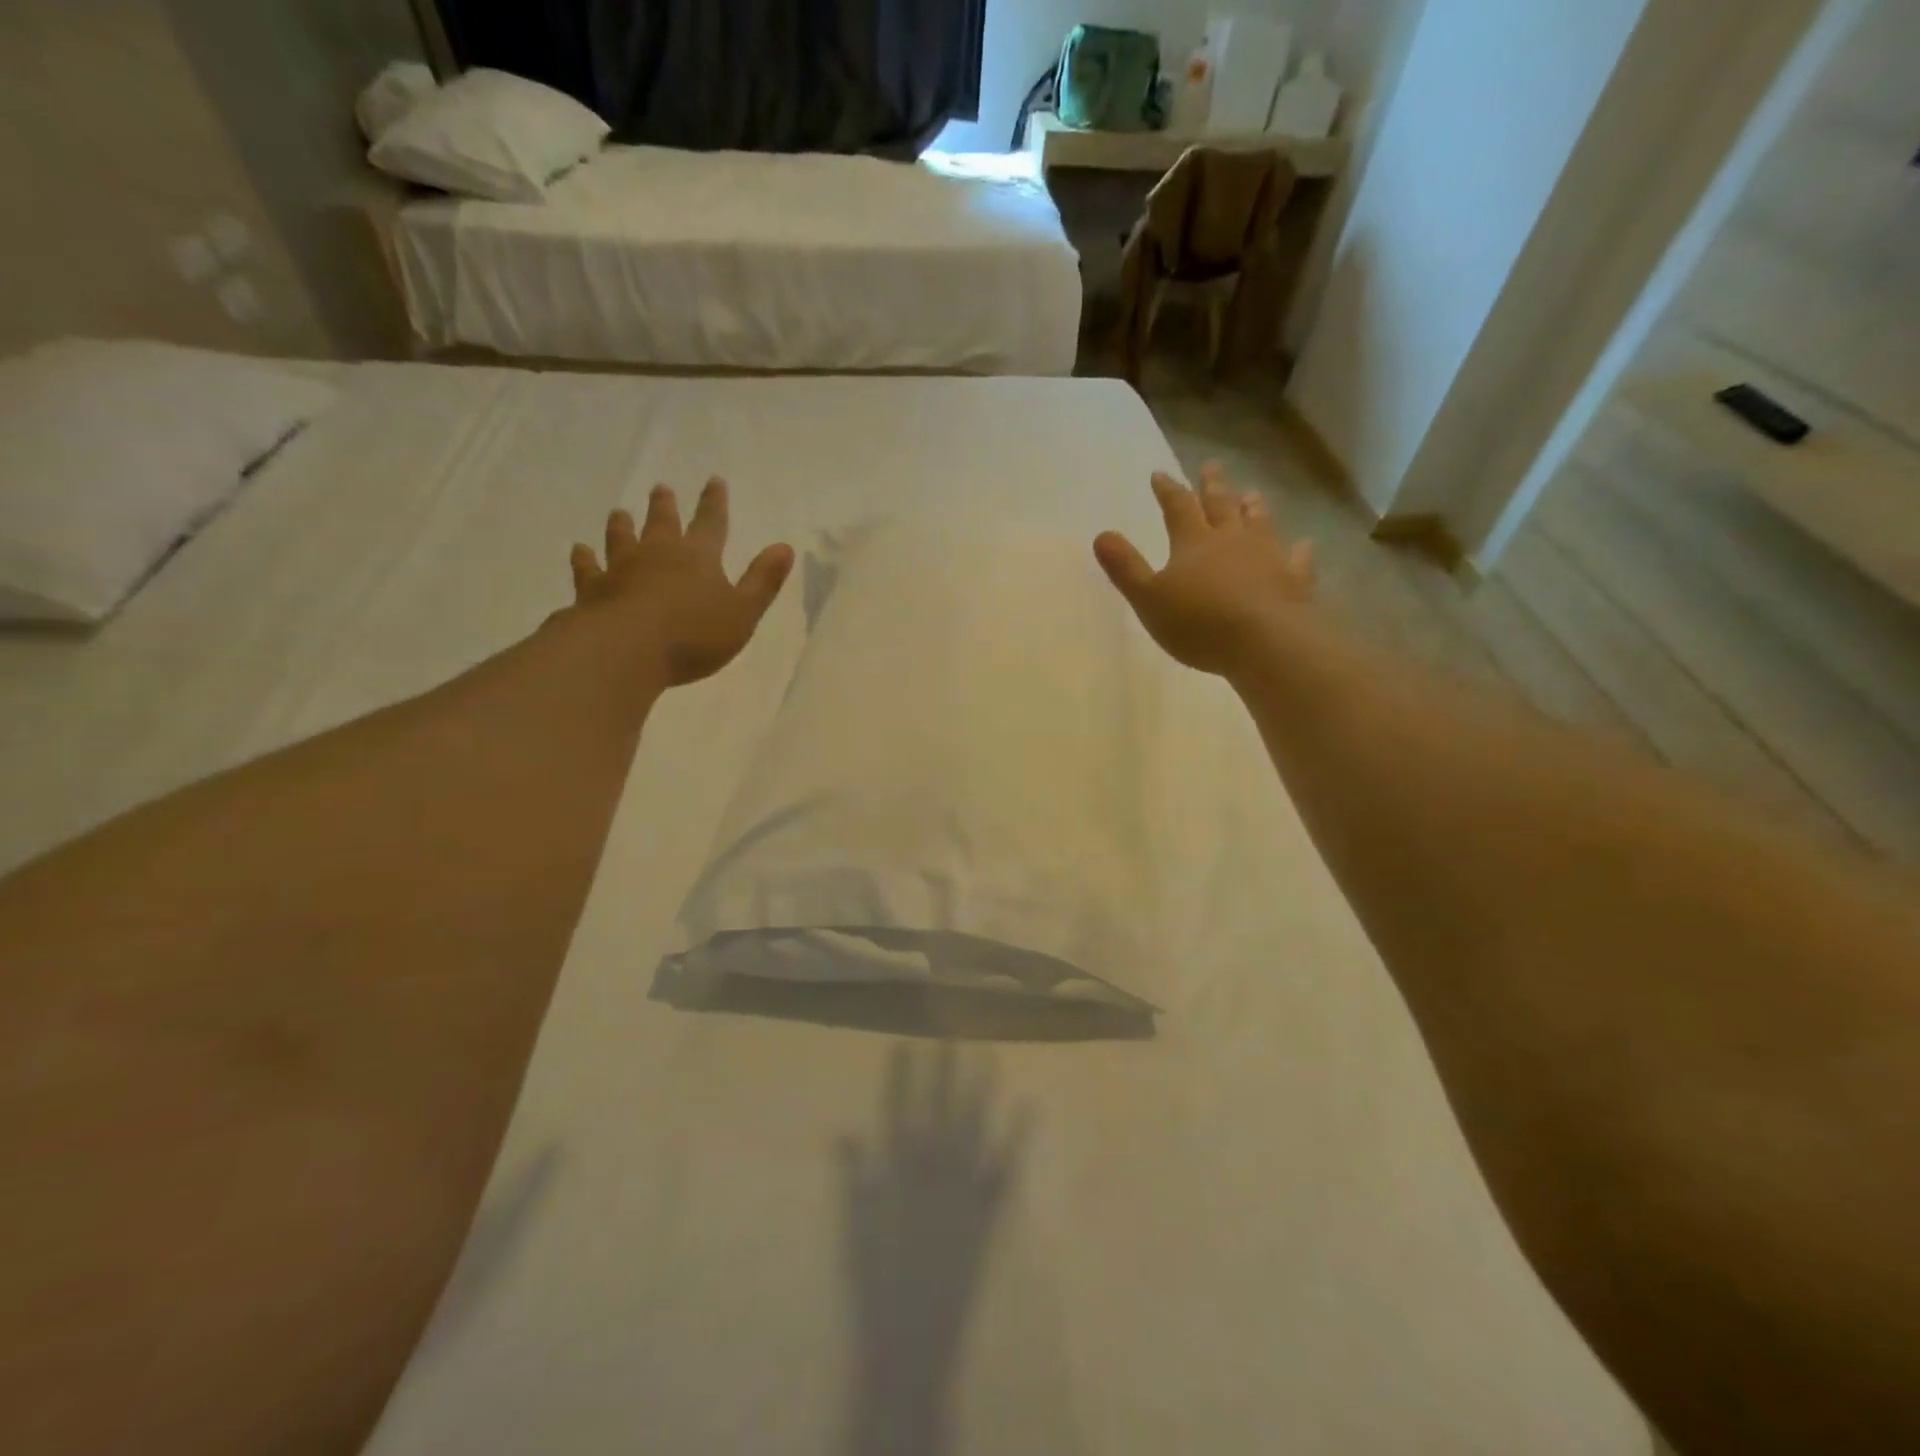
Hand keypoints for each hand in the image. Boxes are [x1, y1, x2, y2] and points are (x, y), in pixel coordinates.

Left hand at [568, 479, 794, 687]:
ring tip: (619, 512)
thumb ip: (763, 581)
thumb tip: (785, 547)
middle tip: (662, 489)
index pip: (711, 523)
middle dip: (665, 506)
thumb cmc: (694, 635)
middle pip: (662, 523)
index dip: (715, 503)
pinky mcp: (592, 589)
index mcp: (698, 557)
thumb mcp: (743, 612)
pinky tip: (579, 550)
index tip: (715, 481)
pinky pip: (587, 568)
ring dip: (622, 525)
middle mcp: (657, 554)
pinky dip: (583, 558)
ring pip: (621, 538)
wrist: (626, 649)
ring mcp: (620, 569)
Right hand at [1094, 463, 1314, 675]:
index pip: (1177, 506)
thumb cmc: (1198, 622)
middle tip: (1211, 466)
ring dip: (1253, 507)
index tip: (1160, 474)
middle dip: (1213, 486)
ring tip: (1252, 493)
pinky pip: (1296, 559)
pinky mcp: (1293, 580)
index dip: (1168, 490)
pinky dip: (1298, 550)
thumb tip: (1102, 535)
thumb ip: (1125, 567)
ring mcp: (1267, 556)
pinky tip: (1303, 545)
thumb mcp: (1148, 598)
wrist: (1264, 641)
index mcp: (1193, 542)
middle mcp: (1231, 539)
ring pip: (1259, 523)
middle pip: (1221, 505)